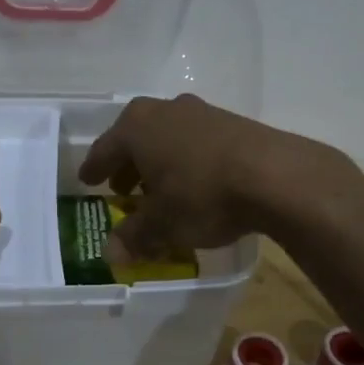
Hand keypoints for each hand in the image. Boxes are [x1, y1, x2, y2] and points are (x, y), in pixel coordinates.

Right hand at [76, 93, 359, 257]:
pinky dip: (187, 162)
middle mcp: (165, 110)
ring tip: (160, 190)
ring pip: (168, 138)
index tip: (87, 180)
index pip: (105, 149)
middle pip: (136, 138)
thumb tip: (111, 254)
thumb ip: (134, 236)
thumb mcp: (163, 223)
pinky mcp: (233, 123)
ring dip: (160, 163)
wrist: (276, 176)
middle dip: (128, 165)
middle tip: (123, 189)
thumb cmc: (203, 195)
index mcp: (137, 126)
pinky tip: (196, 184)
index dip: (95, 169)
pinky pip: (196, 143)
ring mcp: (202, 113)